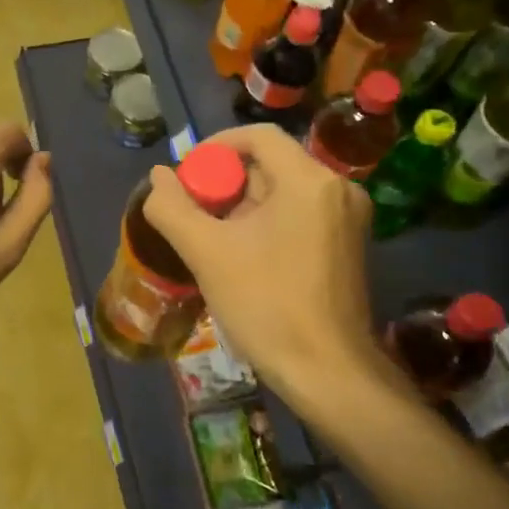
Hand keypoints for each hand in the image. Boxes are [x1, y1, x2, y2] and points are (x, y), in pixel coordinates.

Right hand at [145, 124, 394, 406]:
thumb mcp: (207, 253)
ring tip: (212, 240)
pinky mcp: (349, 245)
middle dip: (226, 184)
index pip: (258, 136)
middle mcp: (338, 189)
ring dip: (243, 207)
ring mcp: (349, 219)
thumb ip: (173, 208)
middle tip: (195, 215)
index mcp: (309, 181)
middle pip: (270, 165)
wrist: (327, 372)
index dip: (215, 147)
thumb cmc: (266, 305)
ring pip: (283, 192)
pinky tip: (243, 256)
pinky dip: (267, 223)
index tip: (186, 176)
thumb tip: (159, 177)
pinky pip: (299, 215)